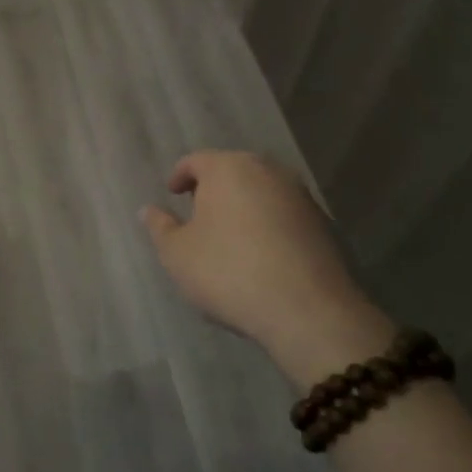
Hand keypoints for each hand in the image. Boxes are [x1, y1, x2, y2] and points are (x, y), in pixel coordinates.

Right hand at [141, 150, 396, 387]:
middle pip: (233, 170)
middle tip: (198, 211)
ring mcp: (299, 195)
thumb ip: (160, 227)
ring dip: (243, 205)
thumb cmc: (229, 272)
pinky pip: (284, 213)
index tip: (172, 193)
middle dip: (213, 187)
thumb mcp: (178, 254)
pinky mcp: (323, 222)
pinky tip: (261, 252)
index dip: (180, 175)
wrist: (307, 310)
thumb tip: (148, 209)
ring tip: (229, 234)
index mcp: (228, 168)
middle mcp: (266, 170)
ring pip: (261, 190)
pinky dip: (268, 223)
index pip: (196, 161)